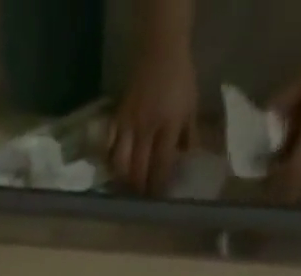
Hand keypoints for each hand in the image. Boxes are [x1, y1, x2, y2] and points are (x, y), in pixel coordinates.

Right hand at [109, 35, 197, 194]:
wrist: (161, 48)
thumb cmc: (180, 79)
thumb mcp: (191, 108)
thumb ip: (189, 138)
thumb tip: (187, 165)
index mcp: (168, 125)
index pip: (161, 165)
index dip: (159, 187)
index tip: (159, 202)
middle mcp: (146, 128)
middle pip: (138, 170)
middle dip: (139, 190)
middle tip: (142, 201)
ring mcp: (128, 124)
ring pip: (120, 164)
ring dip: (123, 181)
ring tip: (127, 189)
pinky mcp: (116, 118)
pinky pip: (108, 147)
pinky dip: (110, 162)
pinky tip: (114, 171)